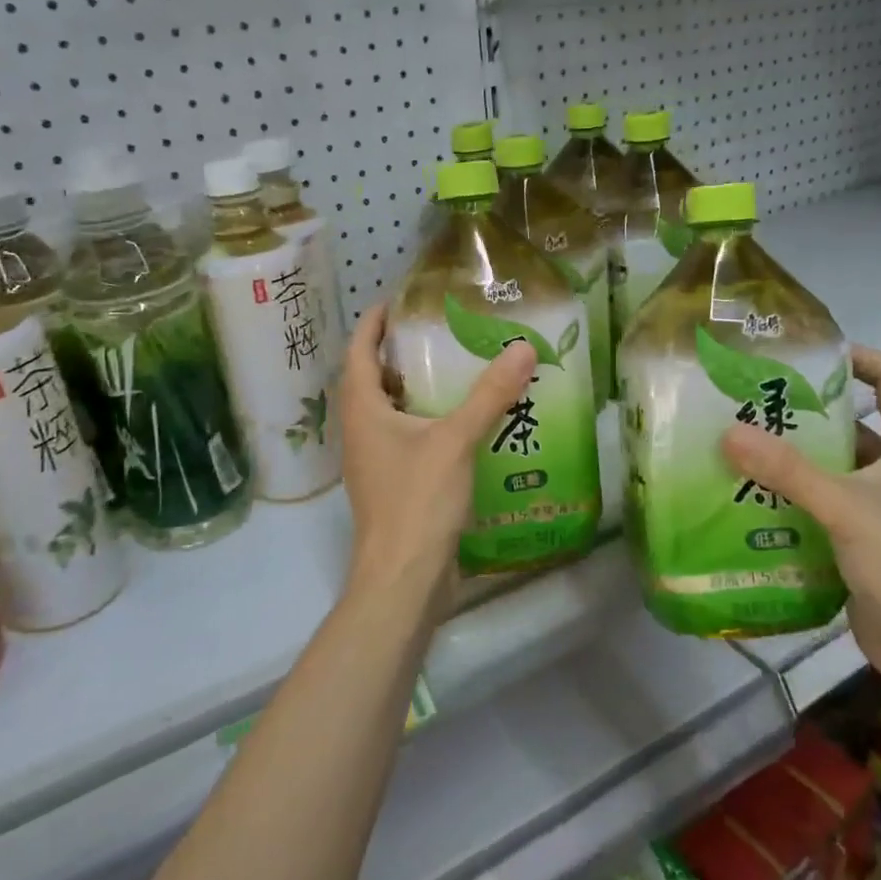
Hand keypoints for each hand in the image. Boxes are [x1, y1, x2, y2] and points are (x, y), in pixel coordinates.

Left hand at [339, 304, 535, 616]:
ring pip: (390, 413)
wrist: (403, 578)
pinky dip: (428, 423)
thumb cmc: (417, 501)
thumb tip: (522, 347)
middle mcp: (361, 432)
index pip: (358, 352)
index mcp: (363, 411)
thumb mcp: (455, 441)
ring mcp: (375, 462)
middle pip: (373, 380)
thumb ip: (488, 395)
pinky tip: (463, 425)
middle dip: (398, 354)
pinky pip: (407, 440)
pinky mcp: (393, 486)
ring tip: (454, 370)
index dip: (373, 323)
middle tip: (437, 332)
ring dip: (414, 390)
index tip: (396, 300)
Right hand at [720, 346, 880, 697]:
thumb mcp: (843, 507)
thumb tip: (728, 432)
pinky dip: (790, 496)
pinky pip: (819, 503)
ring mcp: (878, 508)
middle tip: (754, 404)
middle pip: (853, 424)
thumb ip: (787, 470)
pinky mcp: (857, 539)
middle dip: (806, 413)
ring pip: (831, 467)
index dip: (862, 359)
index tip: (813, 357)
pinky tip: (750, 497)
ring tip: (741, 447)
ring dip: (792, 458)